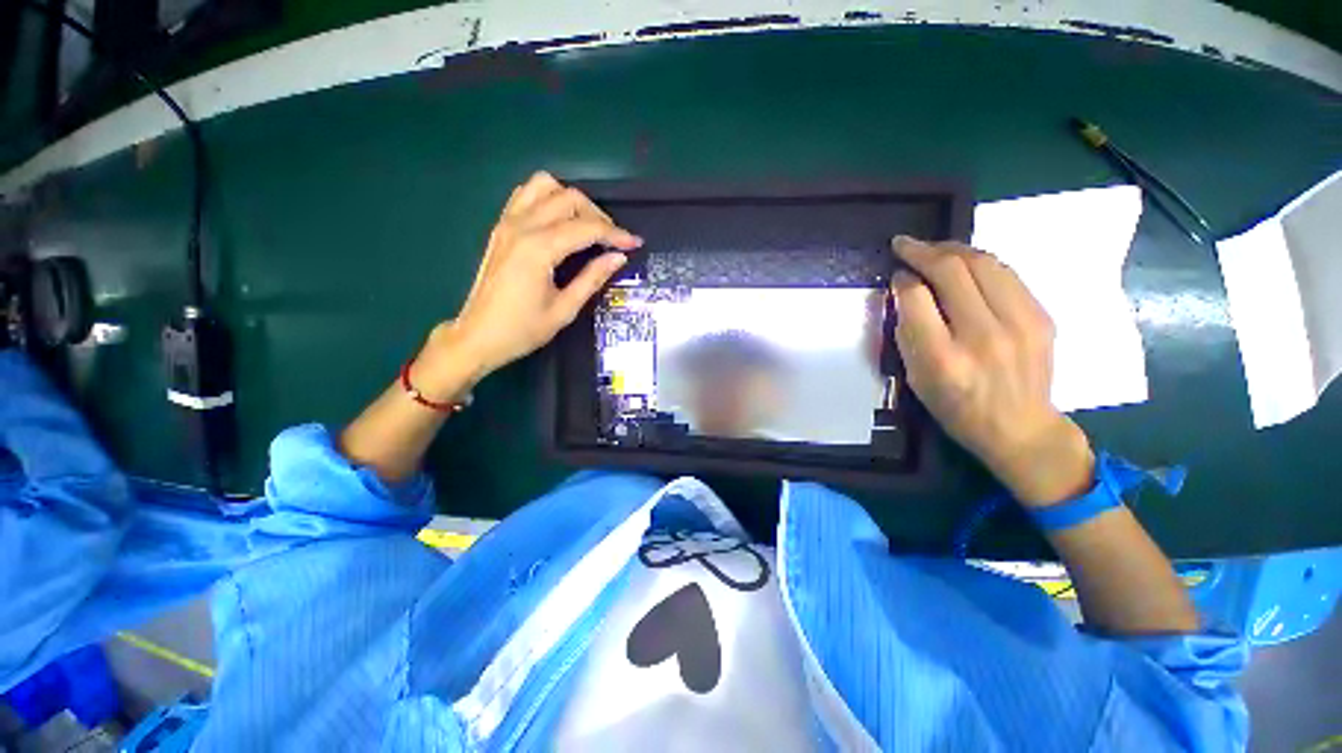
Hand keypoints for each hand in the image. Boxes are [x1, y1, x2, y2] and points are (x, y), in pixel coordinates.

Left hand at [421, 172, 641, 388]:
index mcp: (539, 249)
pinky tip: (559, 221)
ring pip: (545, 186)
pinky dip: (548, 199)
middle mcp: (522, 226)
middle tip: (612, 241)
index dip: (615, 234)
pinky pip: (526, 195)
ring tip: (586, 227)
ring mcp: (507, 223)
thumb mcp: (564, 309)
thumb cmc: (522, 329)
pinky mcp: (500, 227)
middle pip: (569, 198)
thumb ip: (592, 278)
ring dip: (571, 201)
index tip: (635, 243)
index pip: (586, 228)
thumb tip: (618, 257)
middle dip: (597, 216)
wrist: (478, 336)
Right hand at [890, 237, 1093, 506]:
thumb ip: (909, 331)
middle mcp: (982, 336)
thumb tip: (906, 289)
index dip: (903, 279)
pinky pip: (1007, 274)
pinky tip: (965, 263)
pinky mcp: (1042, 317)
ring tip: (933, 248)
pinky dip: (980, 261)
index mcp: (942, 359)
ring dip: (953, 249)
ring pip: (984, 264)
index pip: (917, 299)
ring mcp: (1020, 324)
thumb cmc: (955, 407)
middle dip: (924, 251)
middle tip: (905, 244)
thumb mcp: (916, 377)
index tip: (896, 272)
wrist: (1019, 427)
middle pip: (953, 271)